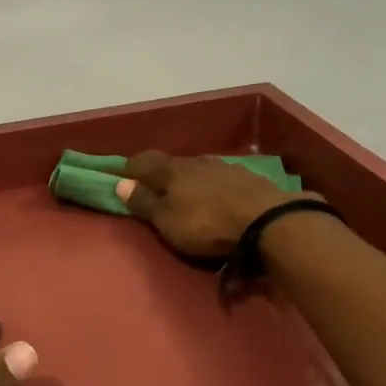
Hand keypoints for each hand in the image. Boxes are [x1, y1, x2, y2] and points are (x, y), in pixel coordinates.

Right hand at [115, 151, 308, 258]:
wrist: (267, 221)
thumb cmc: (206, 224)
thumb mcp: (166, 221)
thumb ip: (143, 202)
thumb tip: (119, 183)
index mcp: (172, 169)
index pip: (143, 161)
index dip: (130, 169)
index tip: (121, 177)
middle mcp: (197, 161)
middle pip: (172, 164)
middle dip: (161, 174)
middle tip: (154, 188)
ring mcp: (225, 167)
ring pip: (198, 170)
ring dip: (189, 180)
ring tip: (187, 195)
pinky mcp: (248, 179)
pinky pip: (221, 179)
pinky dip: (212, 187)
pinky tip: (216, 198)